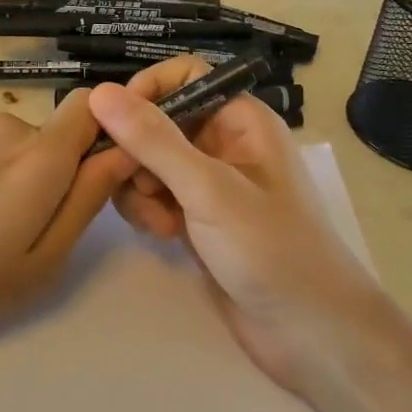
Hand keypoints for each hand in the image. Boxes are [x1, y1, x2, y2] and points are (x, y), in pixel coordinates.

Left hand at [0, 91, 140, 366]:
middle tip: (28, 231)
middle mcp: (5, 126)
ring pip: (15, 145)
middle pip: (52, 136)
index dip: (104, 131)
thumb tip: (122, 153)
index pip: (91, 106)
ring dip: (15, 176)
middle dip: (54, 173)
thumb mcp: (41, 262)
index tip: (97, 174)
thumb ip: (86, 200)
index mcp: (40, 155)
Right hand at [87, 59, 385, 395]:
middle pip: (158, 120)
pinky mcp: (197, 219)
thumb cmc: (271, 249)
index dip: (147, 90)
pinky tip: (163, 236)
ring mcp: (209, 184)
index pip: (184, 76)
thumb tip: (99, 92)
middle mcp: (223, 143)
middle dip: (136, 149)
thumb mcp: (208, 189)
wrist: (312, 336)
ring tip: (156, 220)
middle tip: (131, 181)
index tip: (117, 120)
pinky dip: (149, 210)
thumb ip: (153, 140)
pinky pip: (155, 195)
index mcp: (240, 119)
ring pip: (149, 161)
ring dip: (139, 186)